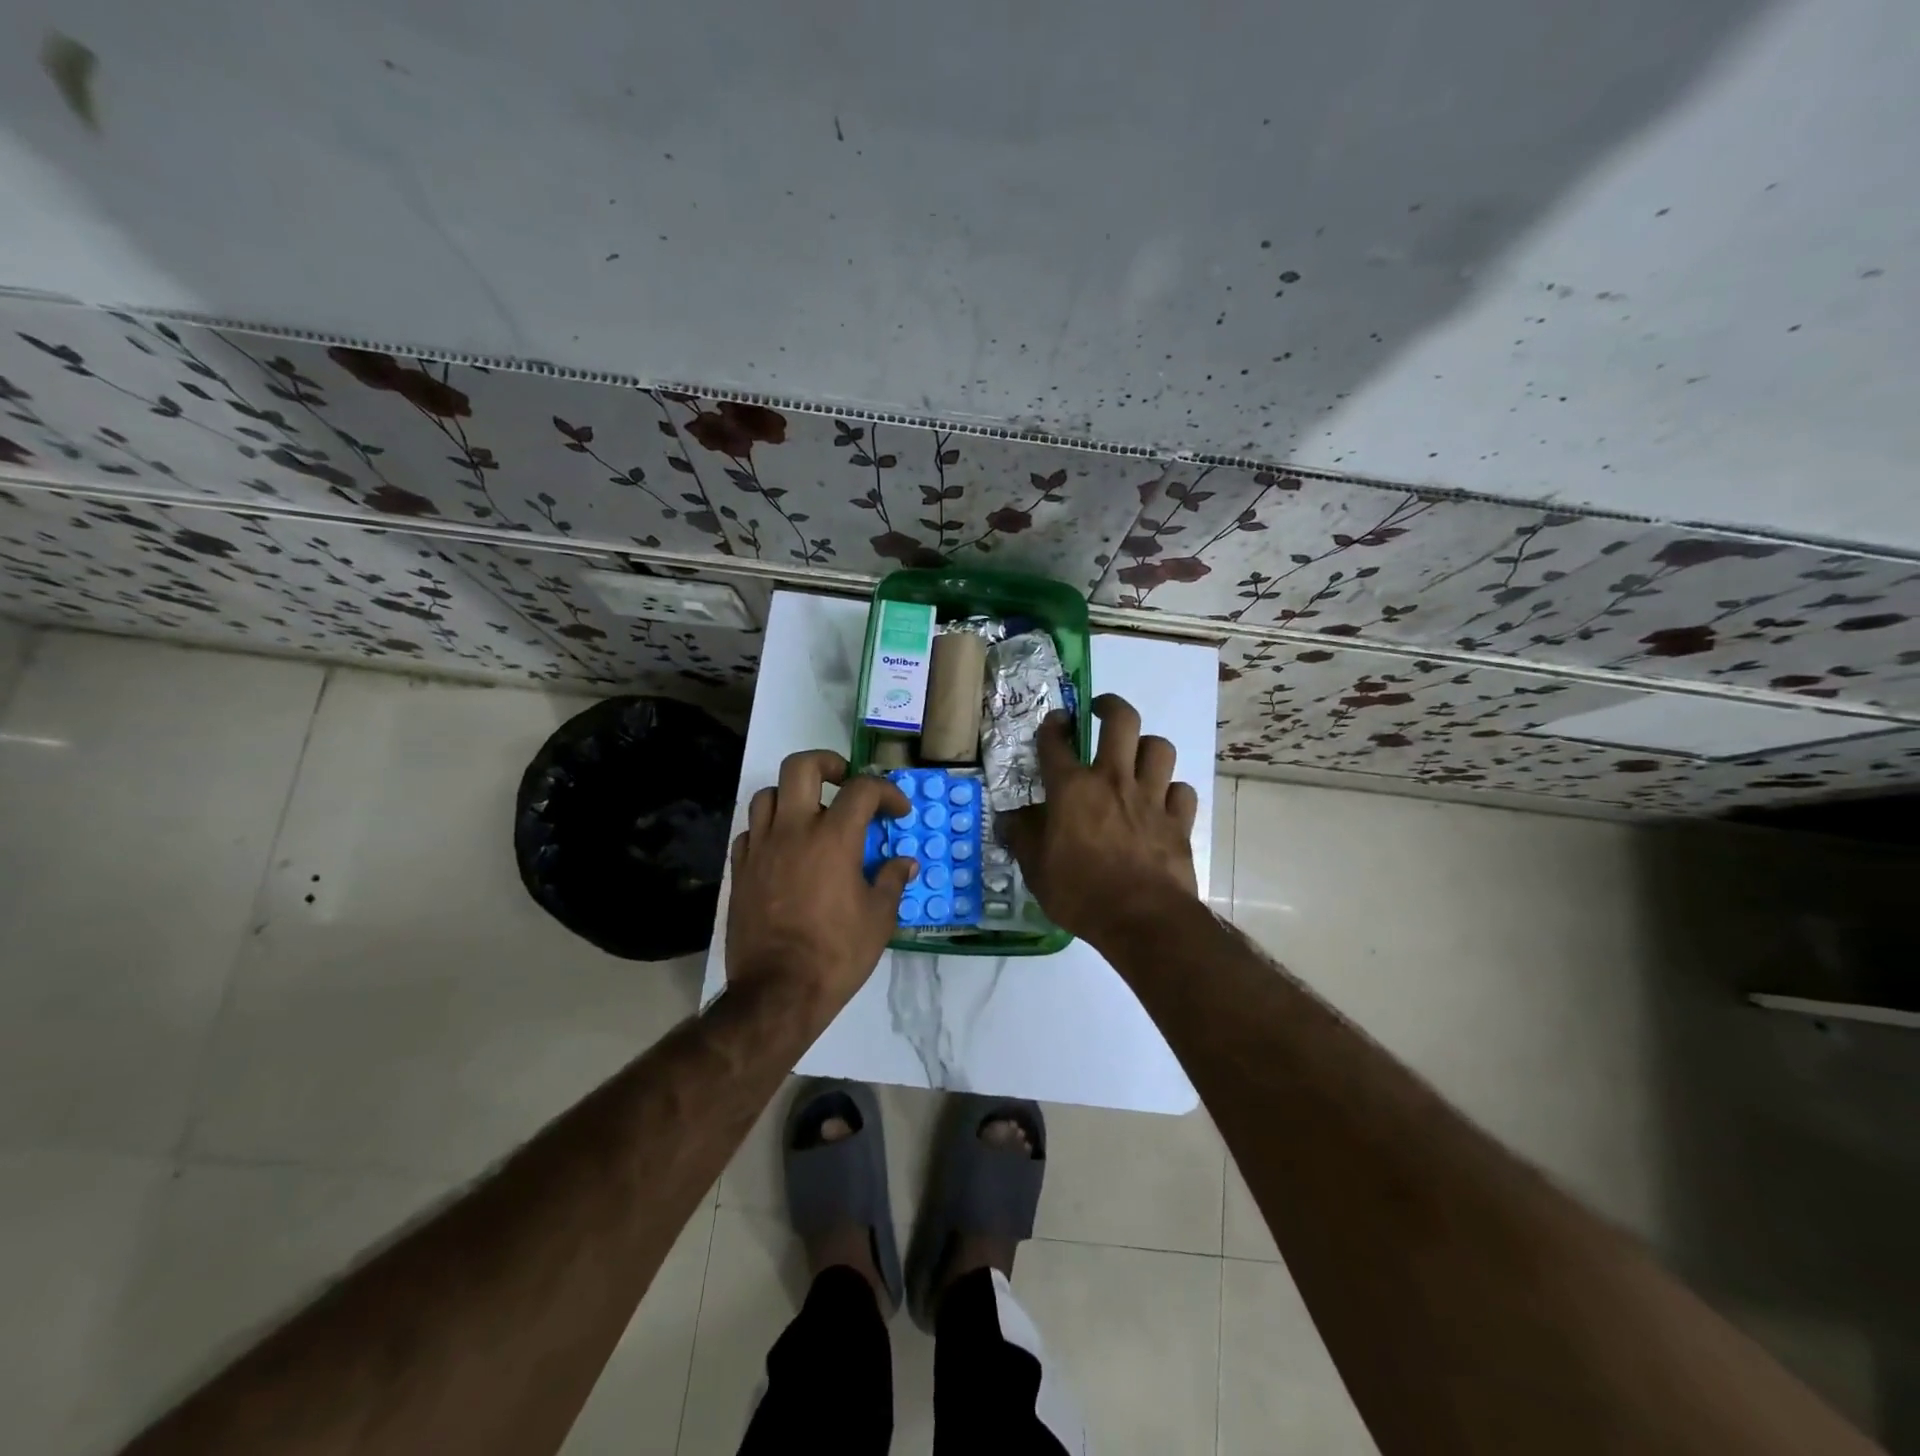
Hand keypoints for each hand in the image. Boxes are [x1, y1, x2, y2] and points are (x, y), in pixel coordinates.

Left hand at [726, 750, 915, 1014]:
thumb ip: (892, 881)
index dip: (887, 792)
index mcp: (833, 837)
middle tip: (844, 782)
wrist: (778, 991)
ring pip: (768, 794)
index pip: (862, 788)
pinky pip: (750, 831)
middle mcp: (793, 830)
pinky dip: (769, 829)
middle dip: (828, 764)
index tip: (898, 812)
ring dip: (793, 795)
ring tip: (811, 816)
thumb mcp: (879, 919)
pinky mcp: (740, 870)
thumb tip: (905, 863)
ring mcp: (761, 847)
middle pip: (801, 766)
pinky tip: (783, 849)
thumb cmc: (837, 953)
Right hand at [1003, 694, 1199, 945]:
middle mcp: (1113, 780)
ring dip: (1146, 746)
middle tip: (1100, 712)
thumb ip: (1022, 837)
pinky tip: (1163, 801)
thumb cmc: (1080, 893)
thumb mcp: (1036, 869)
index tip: (1055, 722)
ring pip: (1159, 748)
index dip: (1053, 725)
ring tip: (1136, 756)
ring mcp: (1151, 797)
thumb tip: (1010, 817)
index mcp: (1072, 789)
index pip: (1056, 742)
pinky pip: (1181, 790)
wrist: (1142, 919)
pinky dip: (1172, 791)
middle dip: (1110, 707)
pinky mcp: (1179, 820)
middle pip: (1121, 721)